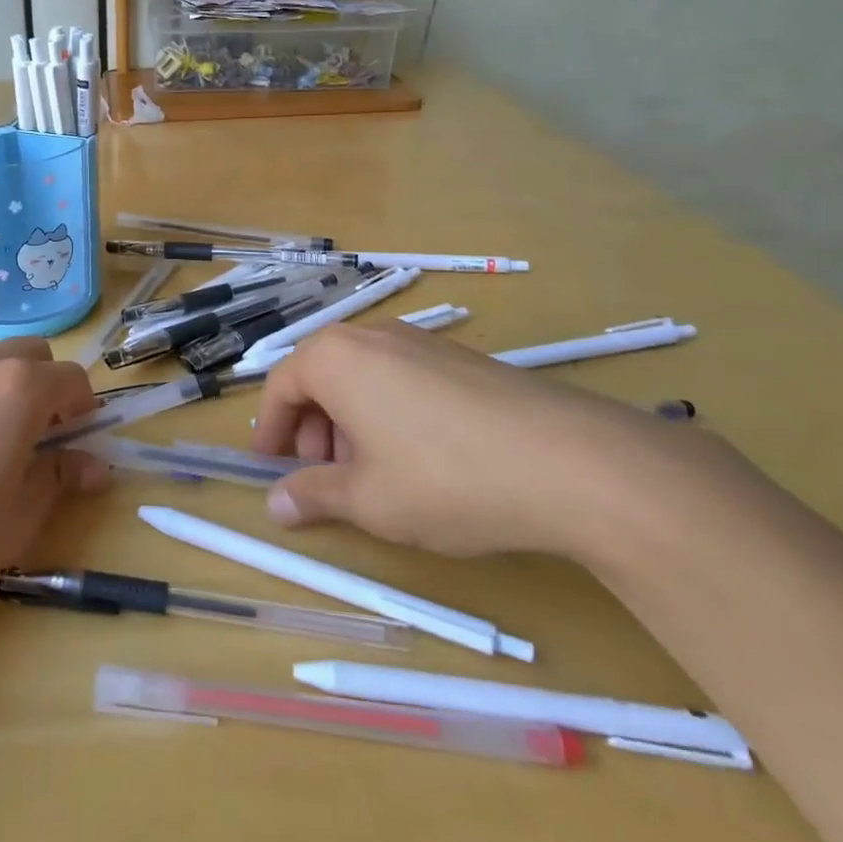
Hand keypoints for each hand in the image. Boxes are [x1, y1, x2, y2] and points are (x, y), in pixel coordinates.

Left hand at [0, 338, 107, 629]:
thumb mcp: (16, 519)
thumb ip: (59, 478)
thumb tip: (96, 465)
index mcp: (18, 389)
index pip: (72, 379)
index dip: (84, 411)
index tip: (77, 445)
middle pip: (31, 355)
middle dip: (46, 388)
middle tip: (35, 441)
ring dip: (3, 386)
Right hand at [252, 324, 660, 559]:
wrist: (572, 462)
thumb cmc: (445, 477)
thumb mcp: (369, 499)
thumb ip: (314, 495)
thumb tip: (276, 505)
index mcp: (336, 358)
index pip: (282, 386)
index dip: (271, 430)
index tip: (269, 467)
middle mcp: (372, 336)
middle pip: (322, 376)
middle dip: (313, 427)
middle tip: (324, 475)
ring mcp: (421, 342)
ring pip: (364, 377)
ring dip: (351, 422)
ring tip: (374, 474)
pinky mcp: (462, 358)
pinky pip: (402, 378)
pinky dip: (390, 413)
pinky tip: (421, 459)